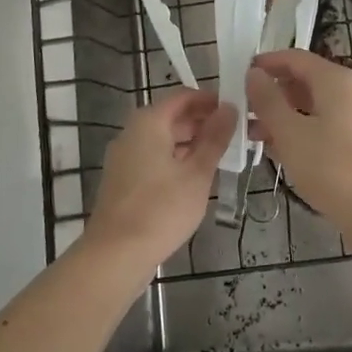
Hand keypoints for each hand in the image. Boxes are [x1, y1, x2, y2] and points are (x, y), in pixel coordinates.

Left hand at [86, 89, 235, 266]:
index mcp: (149, 122)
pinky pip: (154, 158)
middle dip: (203, 123)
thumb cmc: (161, 209)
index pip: (183, 96)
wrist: (116, 255)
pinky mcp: (123, 180)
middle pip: (172, 117)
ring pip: (163, 140)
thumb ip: (215, 138)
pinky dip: (176, 160)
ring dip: (191, 144)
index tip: (236, 109)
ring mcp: (124, 158)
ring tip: (223, 156)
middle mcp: (132, 133)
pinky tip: (197, 178)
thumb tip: (230, 108)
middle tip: (235, 135)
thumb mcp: (197, 173)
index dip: (210, 100)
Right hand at [246, 50, 351, 227]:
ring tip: (253, 136)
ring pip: (312, 107)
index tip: (239, 75)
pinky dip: (299, 133)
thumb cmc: (331, 167)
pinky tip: (279, 152)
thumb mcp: (290, 132)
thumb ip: (268, 100)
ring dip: (282, 116)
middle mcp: (348, 92)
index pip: (295, 57)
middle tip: (242, 110)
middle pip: (304, 81)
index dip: (267, 62)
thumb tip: (254, 73)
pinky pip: (322, 127)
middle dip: (272, 93)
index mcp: (334, 81)